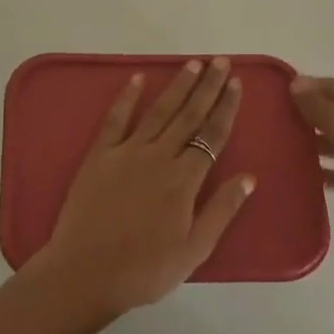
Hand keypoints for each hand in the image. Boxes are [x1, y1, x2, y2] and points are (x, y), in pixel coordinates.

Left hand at [33, 58, 256, 313]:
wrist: (85, 272)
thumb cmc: (145, 269)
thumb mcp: (194, 250)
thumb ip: (222, 210)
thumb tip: (248, 177)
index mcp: (184, 180)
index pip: (211, 136)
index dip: (225, 108)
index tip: (236, 84)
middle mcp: (158, 157)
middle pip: (188, 115)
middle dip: (207, 87)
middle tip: (220, 61)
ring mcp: (126, 152)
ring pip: (158, 111)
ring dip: (177, 86)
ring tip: (192, 64)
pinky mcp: (99, 155)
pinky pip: (115, 119)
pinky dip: (127, 97)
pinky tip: (137, 79)